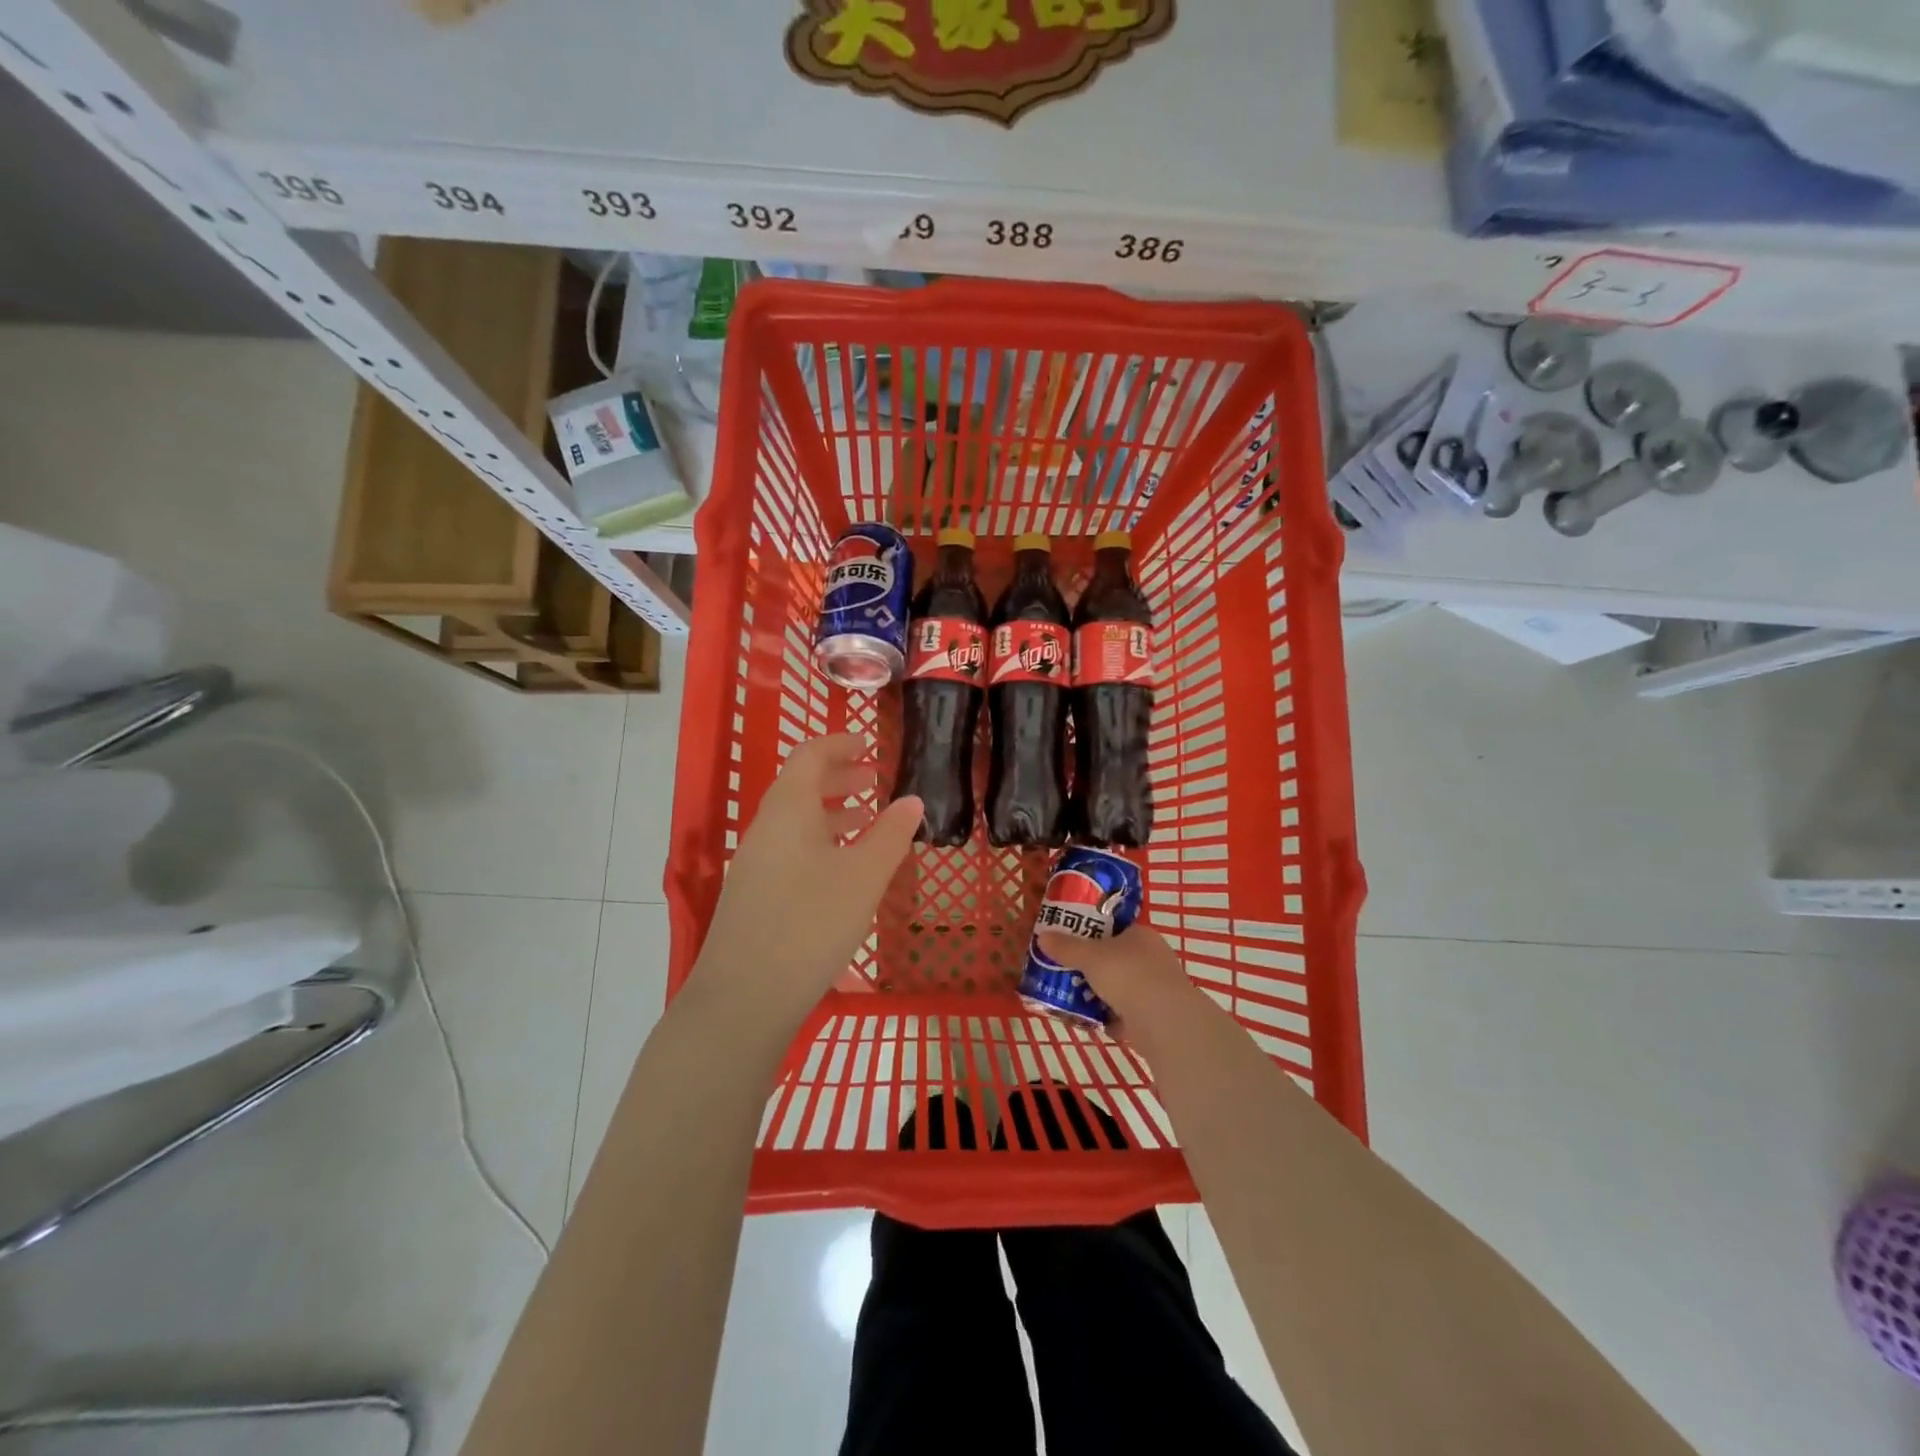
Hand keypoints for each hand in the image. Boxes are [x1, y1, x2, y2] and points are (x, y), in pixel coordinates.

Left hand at [692, 735, 921, 1022]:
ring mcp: (755, 863)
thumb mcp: (863, 877)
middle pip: (800, 787)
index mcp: (788, 810)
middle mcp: (765, 829)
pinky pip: (791, 850)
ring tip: (867, 820)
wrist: (742, 998)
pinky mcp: (754, 895)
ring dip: (831, 813)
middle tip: (874, 780)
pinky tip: (842, 869)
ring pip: (796, 822)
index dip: (839, 744)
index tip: (868, 743)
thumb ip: (890, 835)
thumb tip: (912, 800)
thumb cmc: (810, 925)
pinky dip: (821, 843)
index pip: (810, 756)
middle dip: (838, 778)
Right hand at [1036, 921, 1198, 1040]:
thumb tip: (1042, 936)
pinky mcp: (1159, 1016)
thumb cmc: (1127, 975)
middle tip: (1070, 974)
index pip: (1116, 930)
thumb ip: (1066, 947)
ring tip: (1077, 1000)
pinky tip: (1096, 1023)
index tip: (1073, 946)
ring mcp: (1159, 988)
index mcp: (1141, 935)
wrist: (1164, 1021)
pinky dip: (1114, 1019)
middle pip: (1118, 959)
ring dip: (1103, 996)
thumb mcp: (1089, 956)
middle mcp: (1154, 958)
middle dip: (1095, 969)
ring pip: (1124, 988)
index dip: (1094, 936)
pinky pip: (1130, 1014)